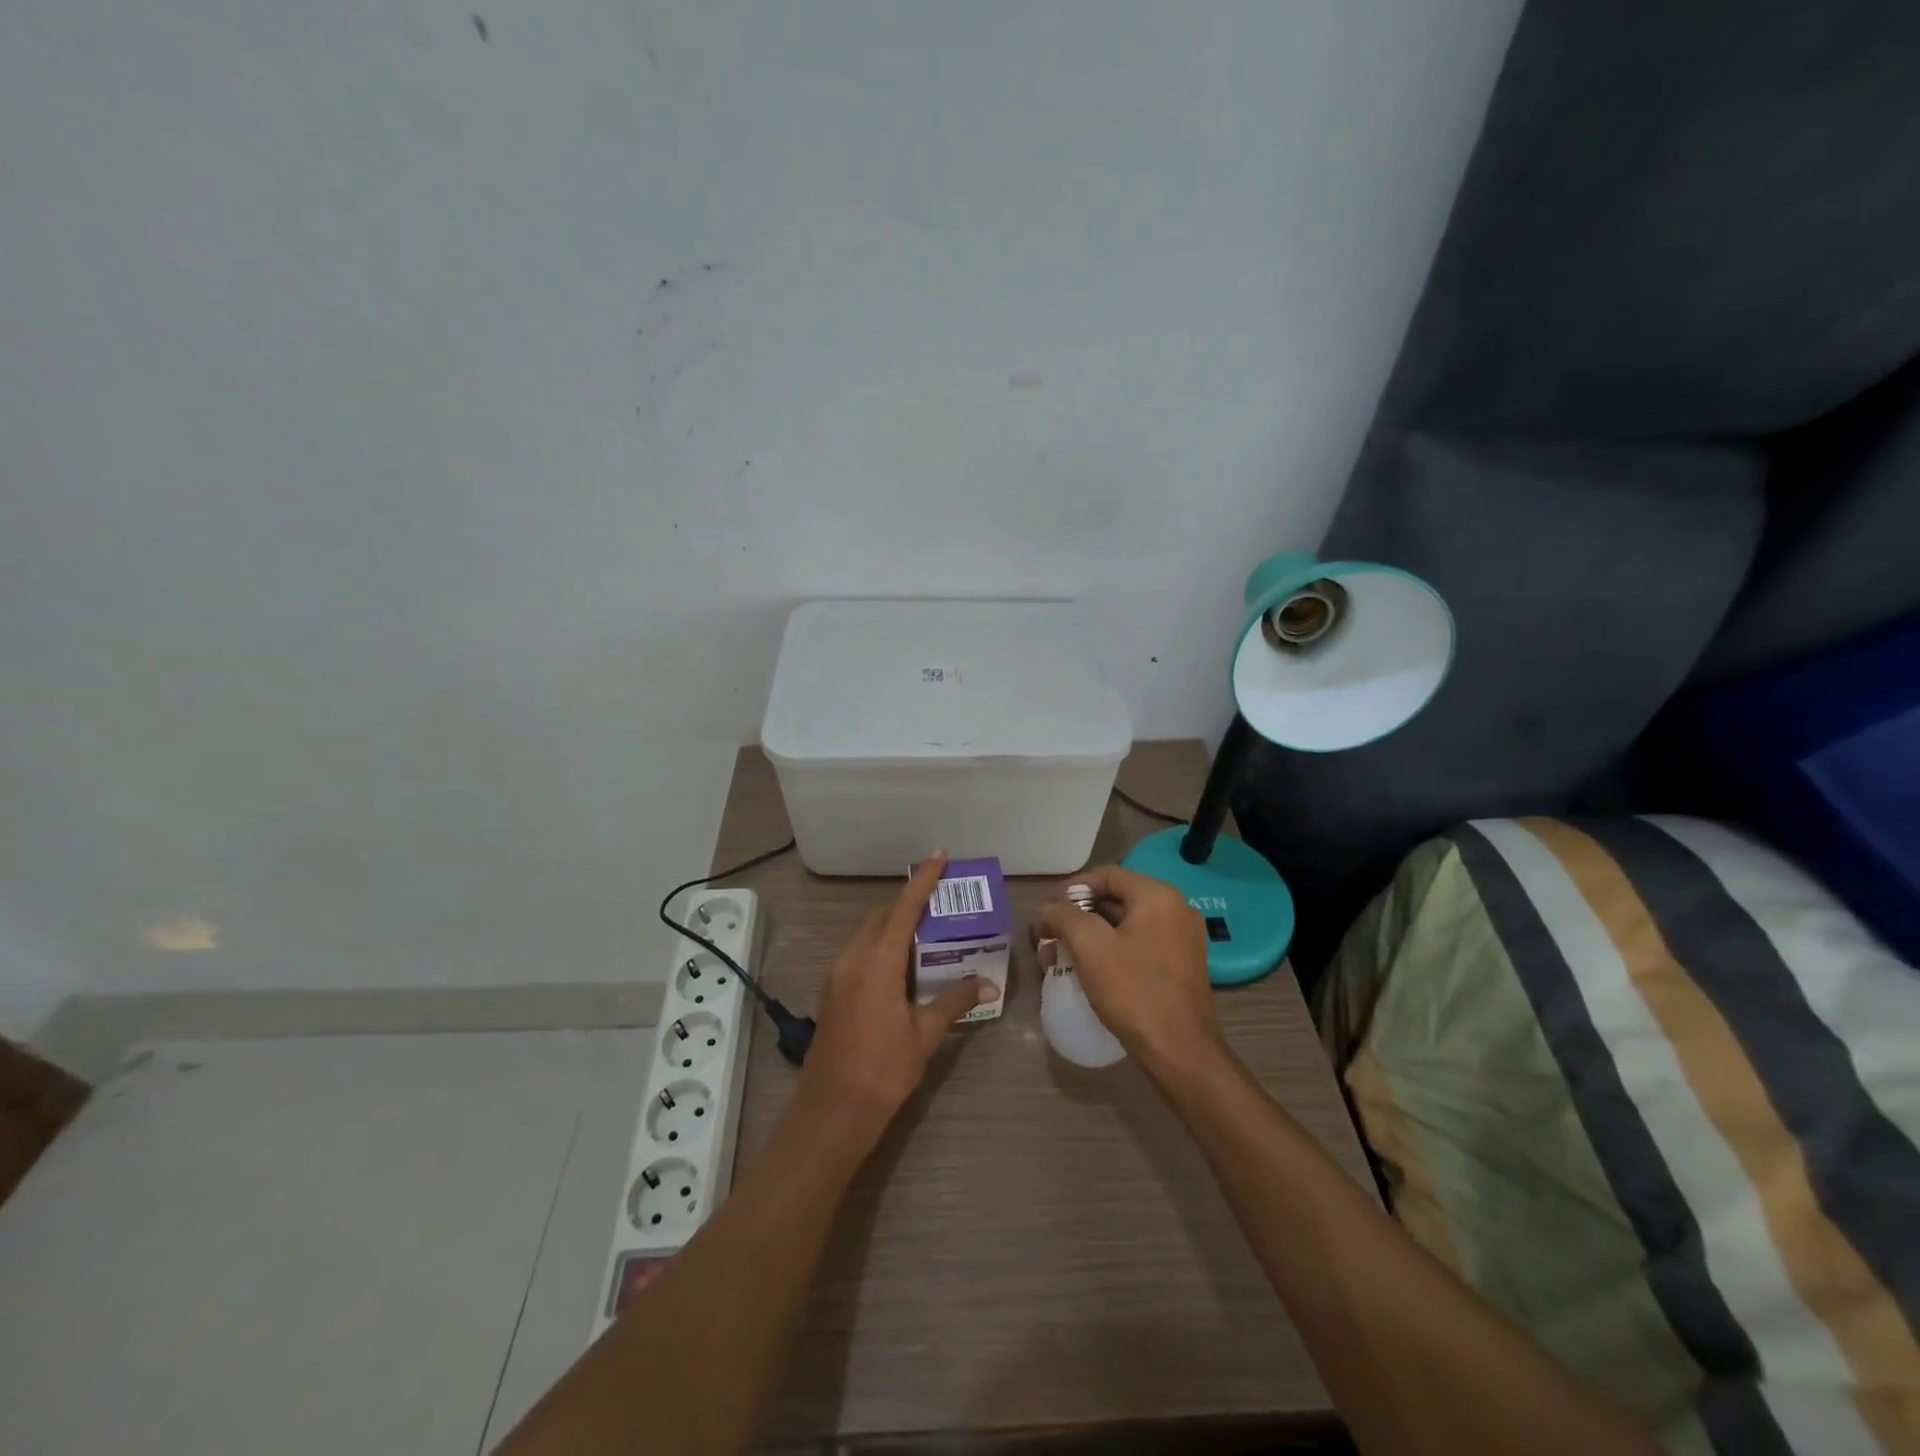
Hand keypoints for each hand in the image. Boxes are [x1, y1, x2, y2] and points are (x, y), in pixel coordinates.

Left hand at [795, 852, 996, 1150]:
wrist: (831, 1112)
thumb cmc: (882, 1071)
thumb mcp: (924, 1035)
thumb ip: (953, 1001)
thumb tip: (986, 983)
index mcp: (877, 962)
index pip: (903, 909)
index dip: (922, 881)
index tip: (939, 856)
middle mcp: (853, 959)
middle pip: (881, 917)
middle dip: (908, 905)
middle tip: (941, 907)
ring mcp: (838, 975)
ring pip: (867, 935)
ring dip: (893, 927)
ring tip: (927, 937)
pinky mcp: (833, 992)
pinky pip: (859, 954)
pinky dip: (881, 947)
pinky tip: (903, 969)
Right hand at [1035, 865, 1223, 1076]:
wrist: (1180, 1051)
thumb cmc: (1134, 991)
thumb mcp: (1090, 946)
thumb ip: (1064, 916)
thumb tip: (1049, 909)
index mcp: (1158, 896)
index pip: (1107, 875)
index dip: (1071, 889)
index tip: (1047, 910)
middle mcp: (1176, 909)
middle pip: (1116, 900)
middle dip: (1078, 917)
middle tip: (1050, 937)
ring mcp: (1182, 939)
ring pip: (1126, 925)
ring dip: (1091, 936)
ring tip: (1062, 957)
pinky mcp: (1181, 965)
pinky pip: (1139, 945)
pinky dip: (1112, 951)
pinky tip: (1090, 970)